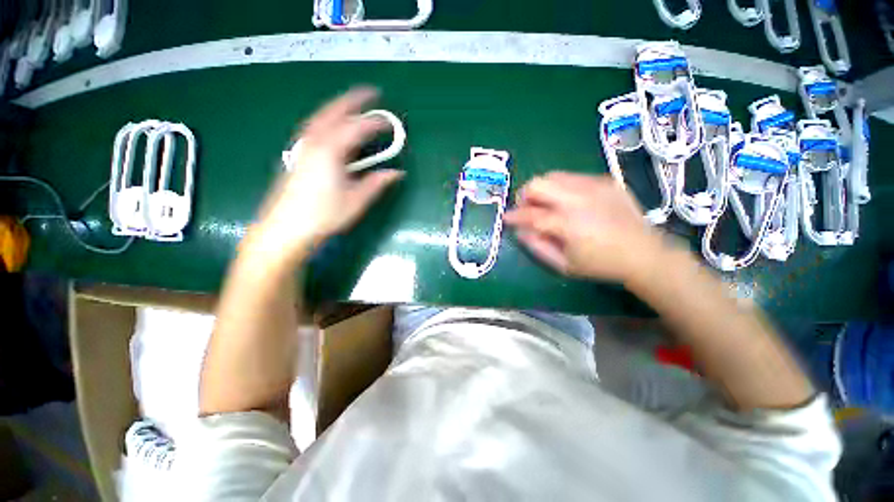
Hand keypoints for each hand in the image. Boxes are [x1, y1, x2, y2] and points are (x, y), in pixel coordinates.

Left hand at [249, 87, 403, 263]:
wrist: (287, 227)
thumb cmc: (324, 215)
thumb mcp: (357, 200)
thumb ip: (377, 183)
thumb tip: (396, 173)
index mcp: (331, 151)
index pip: (357, 129)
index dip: (376, 123)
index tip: (390, 122)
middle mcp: (314, 142)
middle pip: (335, 112)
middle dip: (353, 100)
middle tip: (370, 93)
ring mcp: (302, 146)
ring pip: (321, 117)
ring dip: (338, 107)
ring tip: (352, 104)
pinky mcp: (297, 154)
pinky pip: (313, 127)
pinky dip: (326, 119)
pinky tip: (331, 126)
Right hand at [504, 172, 667, 283]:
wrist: (644, 253)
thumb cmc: (600, 264)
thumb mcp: (563, 265)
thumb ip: (537, 247)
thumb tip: (520, 231)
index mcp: (567, 223)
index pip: (530, 214)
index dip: (514, 215)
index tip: (506, 218)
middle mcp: (578, 199)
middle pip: (538, 184)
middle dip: (526, 196)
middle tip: (529, 209)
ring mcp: (593, 186)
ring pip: (553, 176)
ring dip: (543, 189)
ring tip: (548, 204)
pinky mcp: (605, 181)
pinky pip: (573, 177)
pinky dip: (563, 188)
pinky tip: (570, 202)